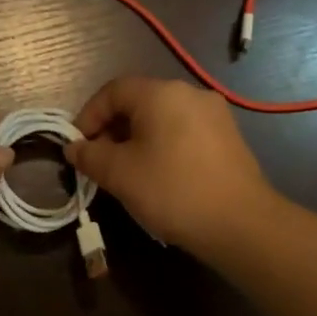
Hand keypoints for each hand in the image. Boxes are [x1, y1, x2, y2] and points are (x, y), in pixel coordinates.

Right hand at [64, 76, 273, 254]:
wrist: (242, 224)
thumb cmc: (172, 190)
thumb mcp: (119, 174)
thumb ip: (90, 156)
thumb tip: (74, 148)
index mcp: (160, 93)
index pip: (112, 91)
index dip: (89, 116)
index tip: (78, 146)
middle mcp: (189, 93)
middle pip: (138, 101)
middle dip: (112, 129)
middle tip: (99, 160)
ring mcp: (214, 114)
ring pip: (161, 117)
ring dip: (137, 138)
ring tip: (126, 171)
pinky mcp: (228, 136)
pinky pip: (183, 131)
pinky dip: (163, 145)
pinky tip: (159, 175)